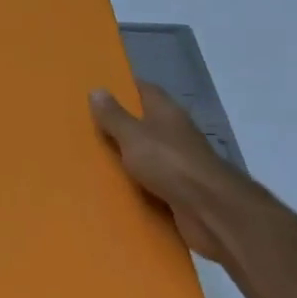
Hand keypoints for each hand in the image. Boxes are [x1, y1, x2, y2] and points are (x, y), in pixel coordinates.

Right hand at [90, 82, 242, 263]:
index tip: (101, 90)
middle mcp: (175, 132)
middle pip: (146, 122)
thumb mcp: (133, 136)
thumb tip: (97, 90)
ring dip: (128, 156)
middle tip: (88, 126)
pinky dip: (137, 182)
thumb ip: (114, 116)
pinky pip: (152, 180)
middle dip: (121, 124)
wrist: (208, 209)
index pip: (145, 90)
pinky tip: (115, 187)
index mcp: (166, 112)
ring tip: (94, 158)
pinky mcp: (180, 188)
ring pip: (148, 153)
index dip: (125, 88)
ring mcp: (180, 161)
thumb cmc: (168, 162)